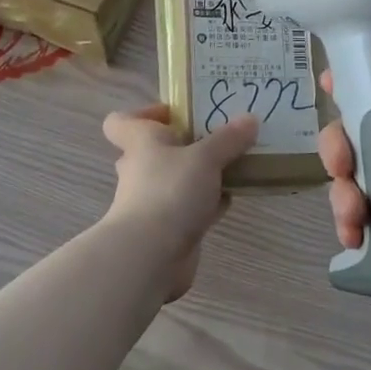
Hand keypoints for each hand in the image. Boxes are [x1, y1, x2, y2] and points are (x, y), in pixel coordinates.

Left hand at [101, 105, 258, 298]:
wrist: (151, 255)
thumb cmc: (170, 191)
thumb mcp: (205, 158)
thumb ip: (228, 139)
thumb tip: (250, 118)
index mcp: (140, 143)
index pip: (120, 122)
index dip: (142, 115)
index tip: (175, 114)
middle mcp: (139, 170)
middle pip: (153, 150)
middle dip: (183, 145)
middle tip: (216, 138)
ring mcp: (151, 201)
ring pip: (174, 180)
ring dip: (198, 175)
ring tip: (233, 165)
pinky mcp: (166, 229)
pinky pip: (188, 207)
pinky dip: (207, 203)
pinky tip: (231, 199)